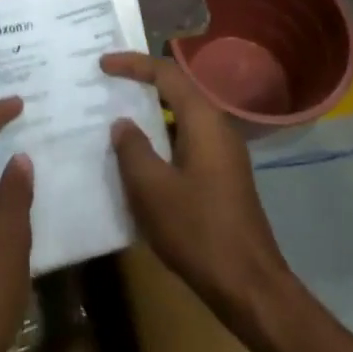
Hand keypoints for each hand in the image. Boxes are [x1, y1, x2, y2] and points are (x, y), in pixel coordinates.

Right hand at [101, 53, 291, 328]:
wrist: (249, 287)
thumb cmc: (198, 231)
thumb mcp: (152, 189)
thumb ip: (133, 149)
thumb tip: (123, 123)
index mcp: (204, 121)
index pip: (167, 74)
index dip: (133, 64)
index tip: (103, 64)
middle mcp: (218, 127)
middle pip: (177, 90)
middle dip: (142, 82)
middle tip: (107, 80)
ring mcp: (224, 154)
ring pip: (182, 117)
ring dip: (151, 112)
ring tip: (116, 114)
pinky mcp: (222, 177)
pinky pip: (186, 140)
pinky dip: (161, 138)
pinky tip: (139, 156)